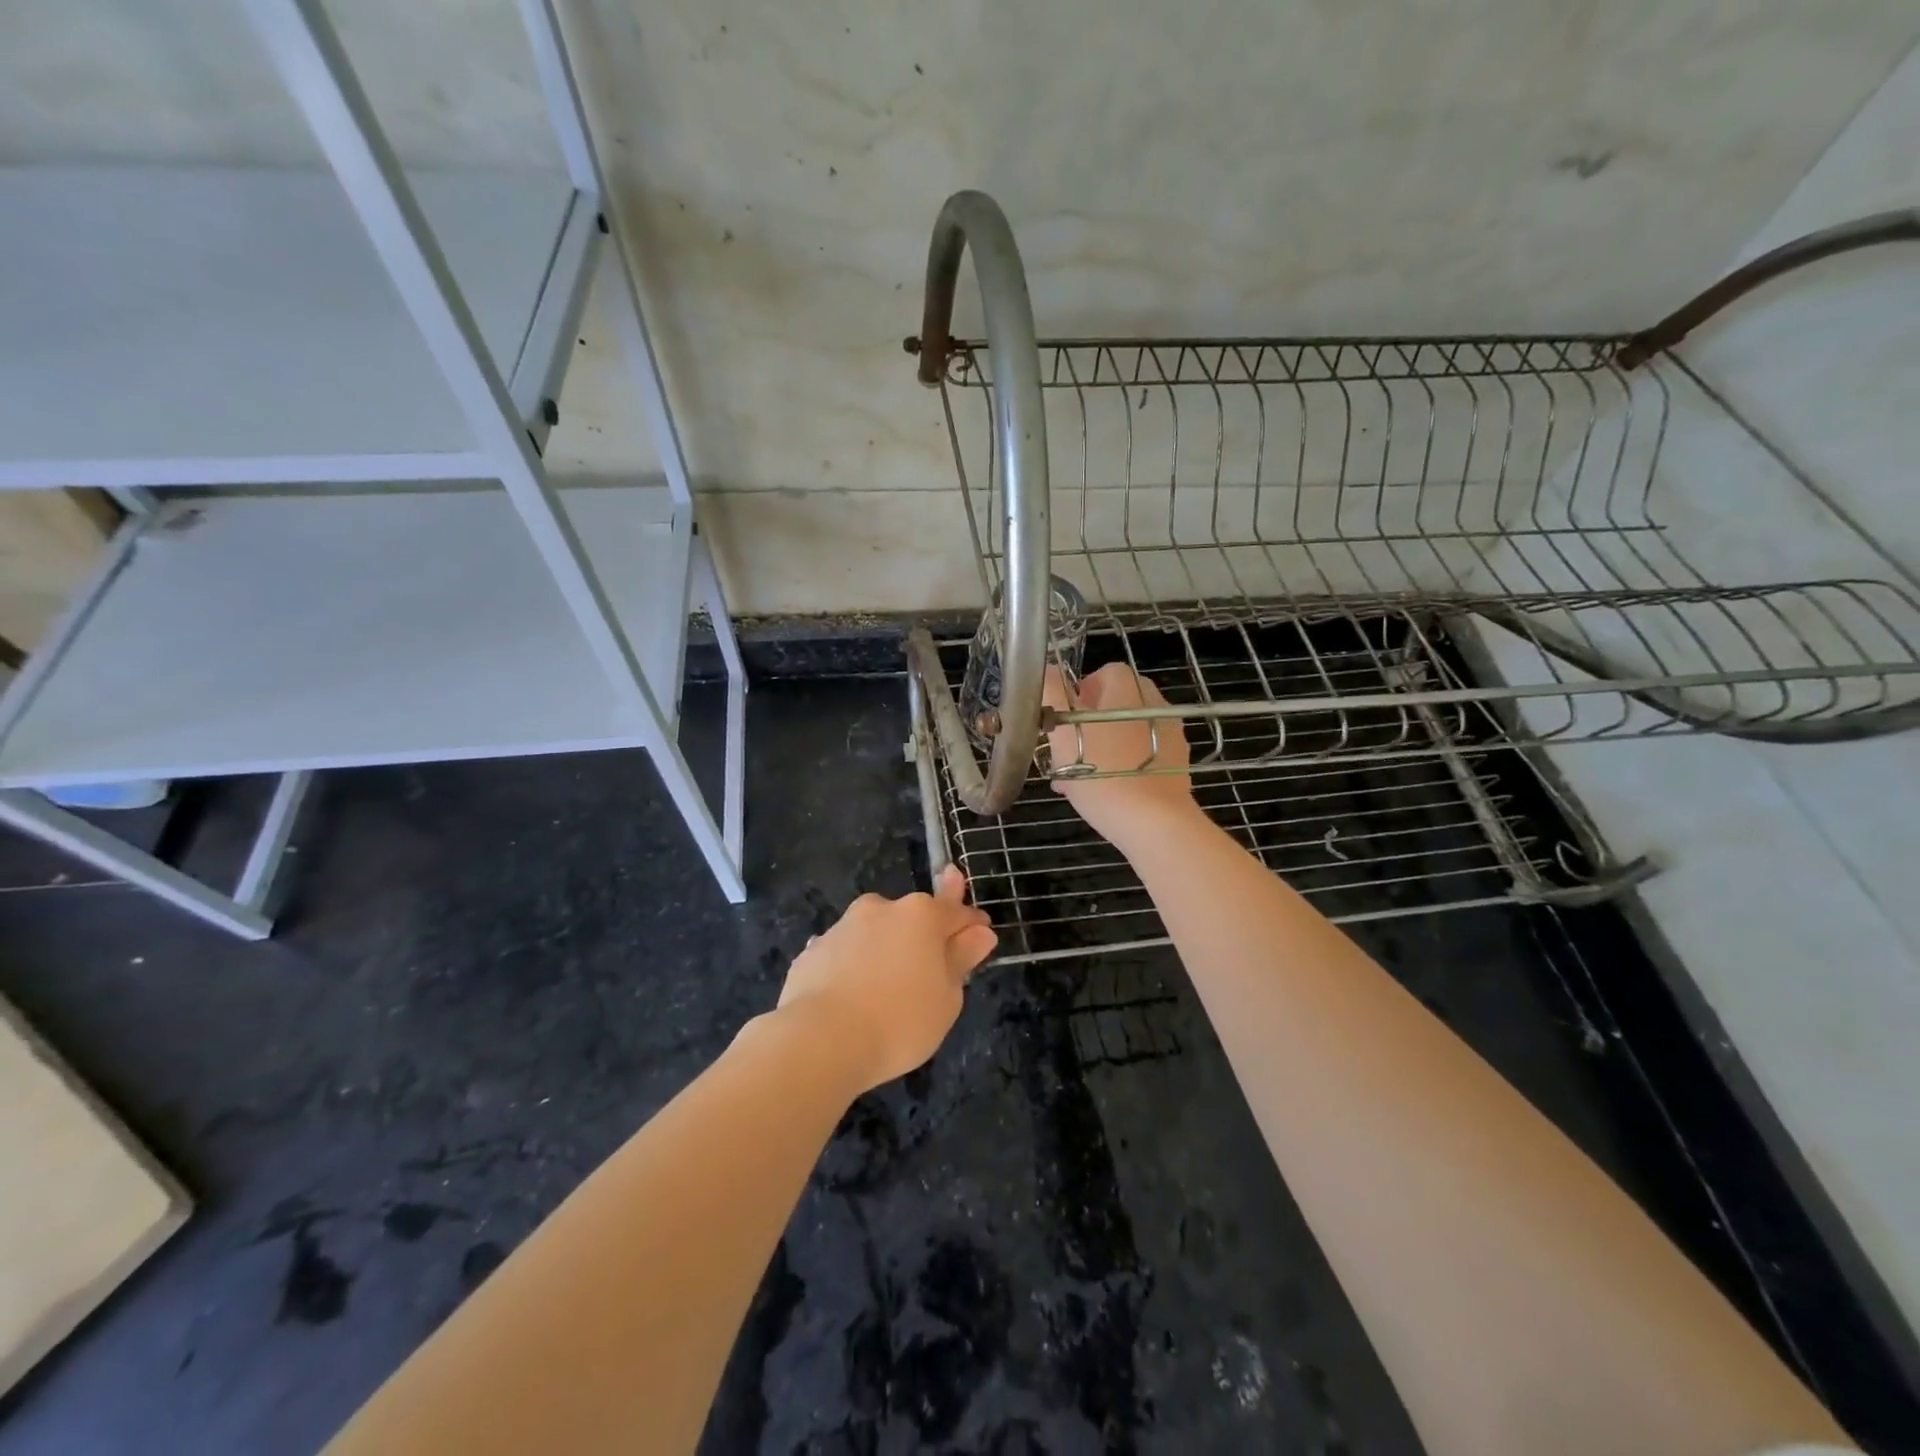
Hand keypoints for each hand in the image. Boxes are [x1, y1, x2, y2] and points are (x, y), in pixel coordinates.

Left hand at [775, 865, 996, 1092]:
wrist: (820, 1040)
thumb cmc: (900, 1020)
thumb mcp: (947, 997)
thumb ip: (961, 959)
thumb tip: (980, 932)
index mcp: (921, 914)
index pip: (957, 912)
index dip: (972, 926)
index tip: (981, 939)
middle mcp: (881, 908)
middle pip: (912, 919)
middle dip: (923, 937)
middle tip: (929, 972)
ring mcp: (842, 926)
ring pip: (875, 933)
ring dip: (885, 952)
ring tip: (884, 993)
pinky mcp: (812, 951)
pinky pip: (844, 955)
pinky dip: (853, 968)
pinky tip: (851, 998)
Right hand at [1045, 662, 1201, 844]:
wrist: (1154, 822)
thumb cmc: (1102, 774)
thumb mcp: (1062, 732)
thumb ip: (1052, 693)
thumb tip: (1047, 668)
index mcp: (1128, 690)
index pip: (1106, 673)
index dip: (1081, 692)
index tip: (1064, 719)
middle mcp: (1155, 705)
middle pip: (1118, 702)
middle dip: (1090, 722)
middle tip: (1068, 751)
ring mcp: (1172, 735)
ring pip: (1129, 731)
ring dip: (1105, 745)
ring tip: (1081, 778)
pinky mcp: (1178, 764)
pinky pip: (1144, 754)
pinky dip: (1125, 764)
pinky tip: (1108, 791)